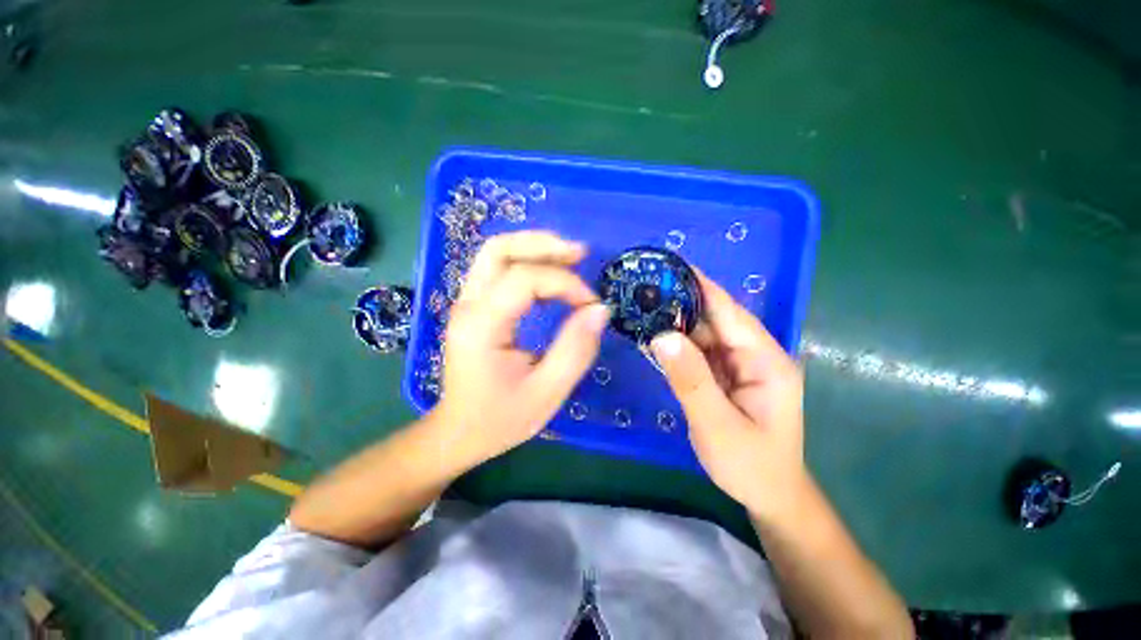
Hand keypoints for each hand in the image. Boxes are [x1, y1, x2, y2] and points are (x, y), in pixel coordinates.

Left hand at [431, 231, 610, 467]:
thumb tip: (600, 310)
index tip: (591, 304)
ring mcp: (467, 303)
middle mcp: (468, 305)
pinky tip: (551, 276)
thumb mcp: (547, 392)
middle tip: (579, 253)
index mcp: (481, 326)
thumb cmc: (501, 419)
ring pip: (496, 253)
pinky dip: (528, 264)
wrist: (459, 432)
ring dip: (535, 249)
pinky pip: (499, 270)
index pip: (524, 279)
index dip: (564, 283)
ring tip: (570, 257)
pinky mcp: (475, 307)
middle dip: (543, 244)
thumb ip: (576, 349)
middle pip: (499, 249)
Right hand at [650, 271, 806, 520]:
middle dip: (680, 301)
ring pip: (701, 334)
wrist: (768, 495)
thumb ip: (691, 380)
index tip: (671, 266)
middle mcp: (753, 355)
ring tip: (640, 306)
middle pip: (713, 319)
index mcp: (765, 360)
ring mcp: (737, 365)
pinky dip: (674, 344)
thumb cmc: (752, 466)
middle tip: (643, 286)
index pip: (730, 312)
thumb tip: (662, 336)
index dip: (701, 286)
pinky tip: (650, 336)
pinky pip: (696, 352)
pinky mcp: (723, 375)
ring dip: (673, 322)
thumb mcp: (718, 426)